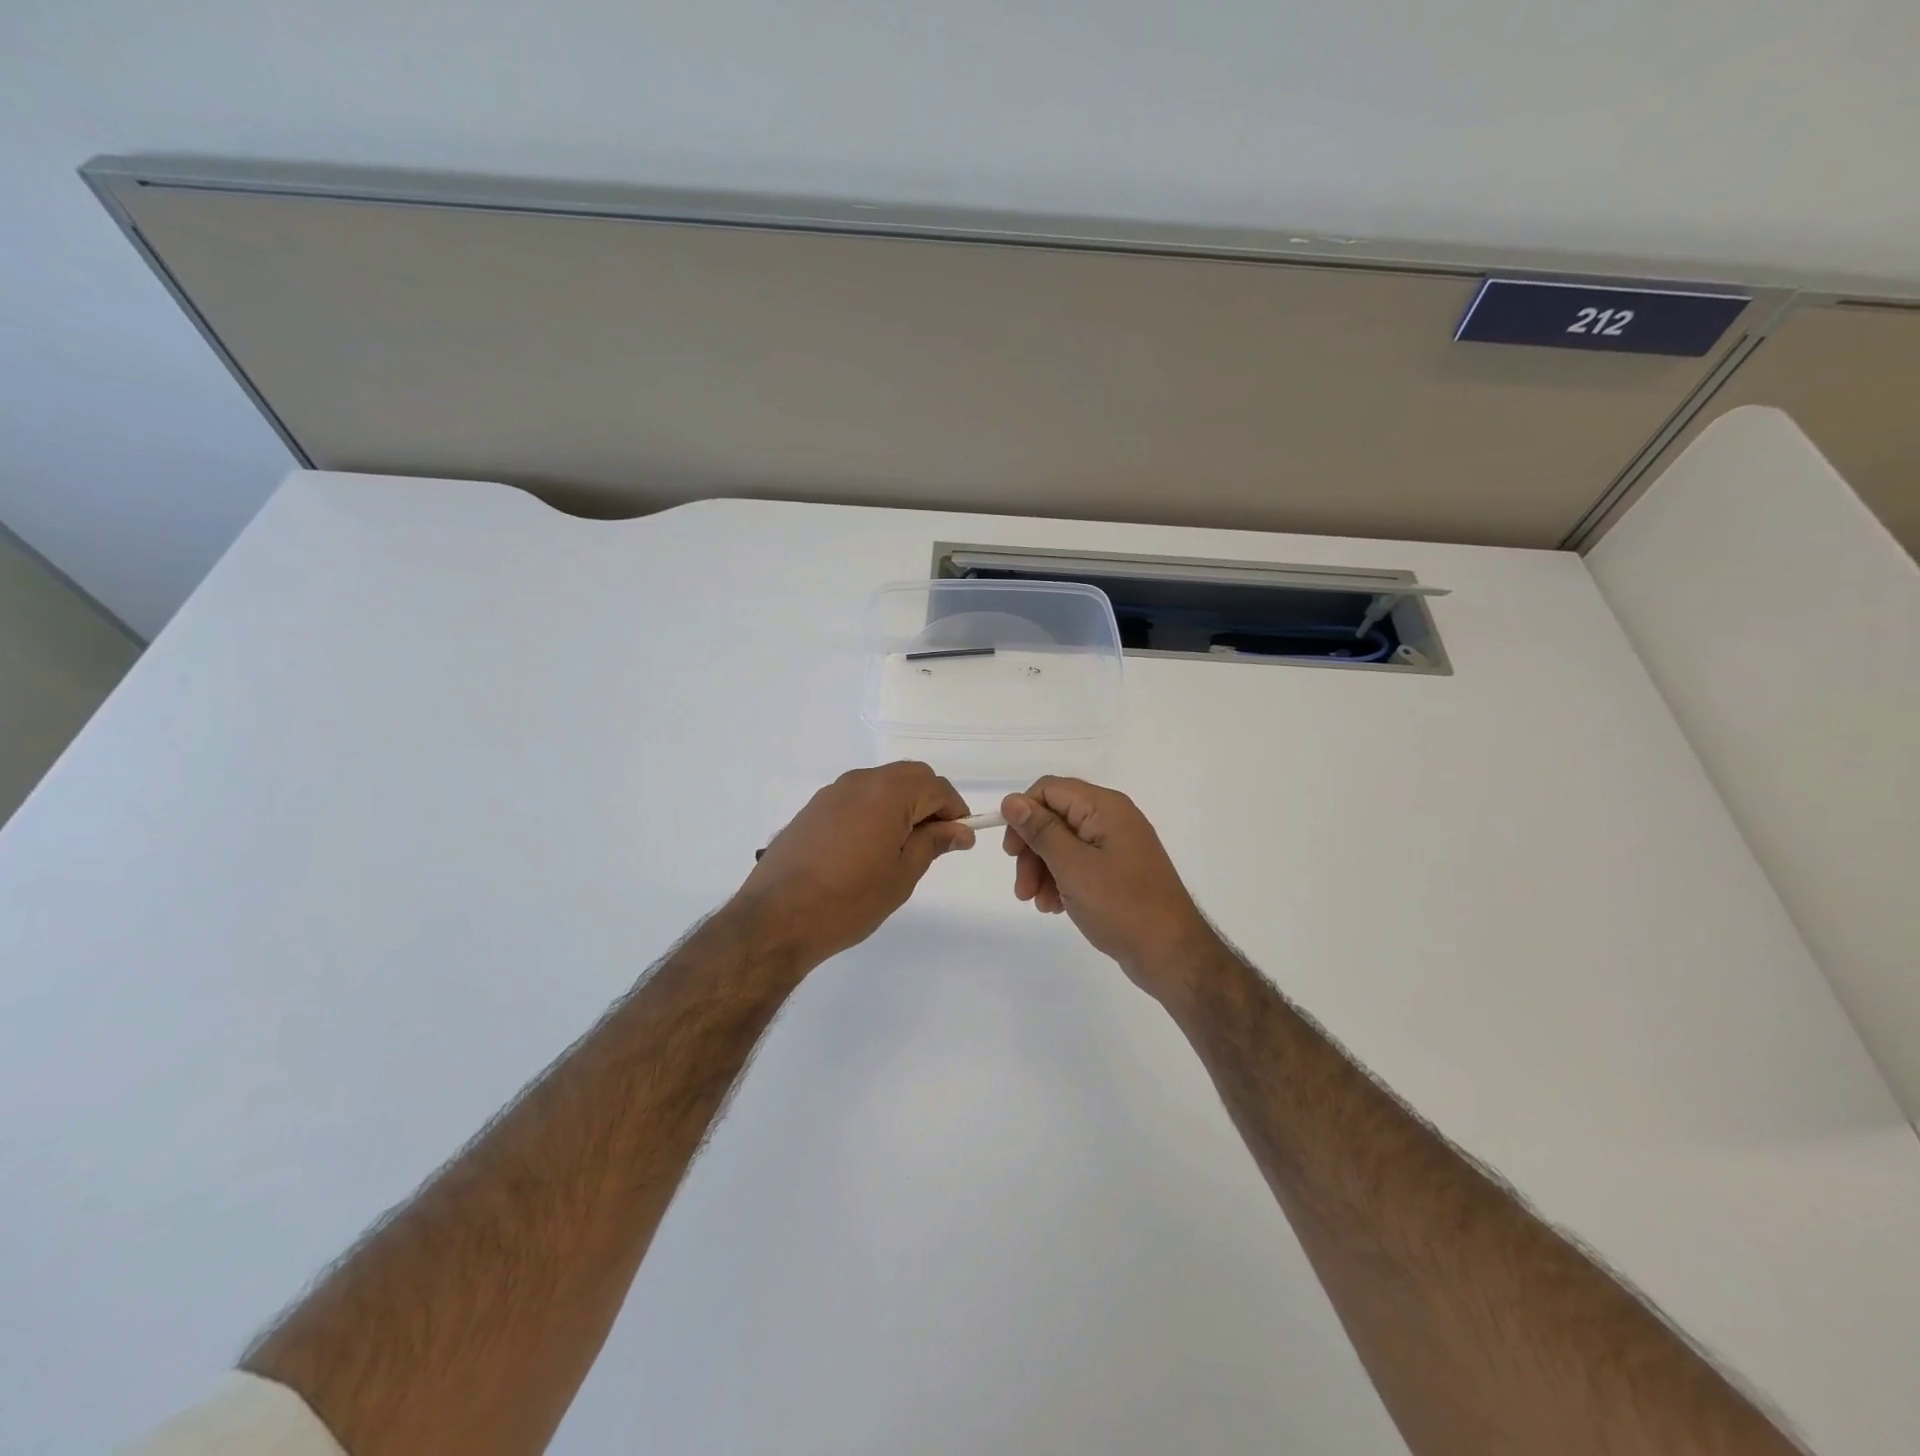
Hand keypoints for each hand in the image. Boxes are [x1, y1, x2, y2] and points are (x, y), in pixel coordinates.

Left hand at [734, 762, 974, 965]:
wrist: (775, 919)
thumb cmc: (848, 901)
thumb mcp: (901, 876)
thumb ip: (932, 844)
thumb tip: (960, 830)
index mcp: (888, 794)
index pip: (937, 787)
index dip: (955, 810)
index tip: (960, 839)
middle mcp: (860, 782)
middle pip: (910, 776)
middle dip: (930, 801)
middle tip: (935, 840)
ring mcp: (833, 793)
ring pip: (882, 783)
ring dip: (902, 803)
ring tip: (902, 846)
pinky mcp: (814, 808)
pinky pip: (857, 796)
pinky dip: (875, 809)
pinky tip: (869, 846)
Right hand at [1002, 777, 1219, 1004]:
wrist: (1171, 953)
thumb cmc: (1121, 905)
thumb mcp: (1073, 866)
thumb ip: (1041, 830)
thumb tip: (1011, 800)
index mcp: (1105, 807)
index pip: (1049, 790)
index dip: (1023, 815)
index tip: (1011, 852)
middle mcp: (1112, 818)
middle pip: (1054, 818)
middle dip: (1032, 850)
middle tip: (1022, 888)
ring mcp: (1116, 845)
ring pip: (1063, 844)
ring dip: (1042, 870)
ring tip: (1037, 903)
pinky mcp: (1118, 870)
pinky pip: (1079, 864)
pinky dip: (1061, 880)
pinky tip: (1055, 906)